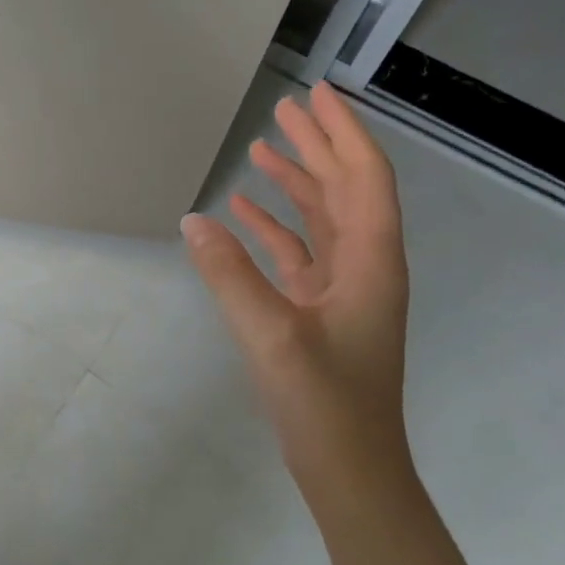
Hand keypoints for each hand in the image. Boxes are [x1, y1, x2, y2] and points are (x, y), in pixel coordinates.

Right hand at [182, 83, 412, 505]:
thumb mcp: (270, 333)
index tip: (316, 95)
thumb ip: (229, 273)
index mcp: (371, 261)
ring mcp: (343, 289)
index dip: (343, 132)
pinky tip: (241, 212)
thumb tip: (193, 219)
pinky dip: (273, 227)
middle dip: (317, 146)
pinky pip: (298, 252)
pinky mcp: (320, 310)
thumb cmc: (323, 401)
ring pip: (322, 218)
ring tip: (261, 149)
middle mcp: (365, 265)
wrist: (350, 469)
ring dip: (296, 181)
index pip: (363, 178)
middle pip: (344, 189)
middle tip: (284, 109)